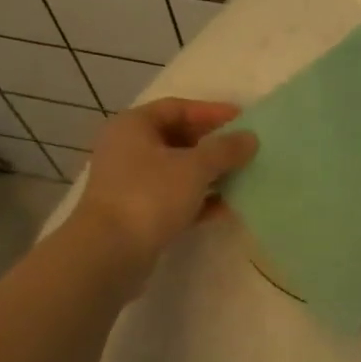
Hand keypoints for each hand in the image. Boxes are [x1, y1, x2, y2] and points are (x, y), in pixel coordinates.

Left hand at [75, 99, 257, 271]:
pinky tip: (227, 207)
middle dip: (213, 145)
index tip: (244, 120)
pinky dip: (199, 200)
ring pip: (178, 170)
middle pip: (178, 138)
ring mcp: (131, 183)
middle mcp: (128, 149)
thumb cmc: (150, 195)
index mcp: (134, 126)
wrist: (109, 253)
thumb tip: (250, 138)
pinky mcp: (138, 213)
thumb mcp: (195, 167)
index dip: (212, 112)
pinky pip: (175, 198)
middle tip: (246, 150)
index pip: (178, 108)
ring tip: (243, 178)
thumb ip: (225, 149)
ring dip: (210, 174)